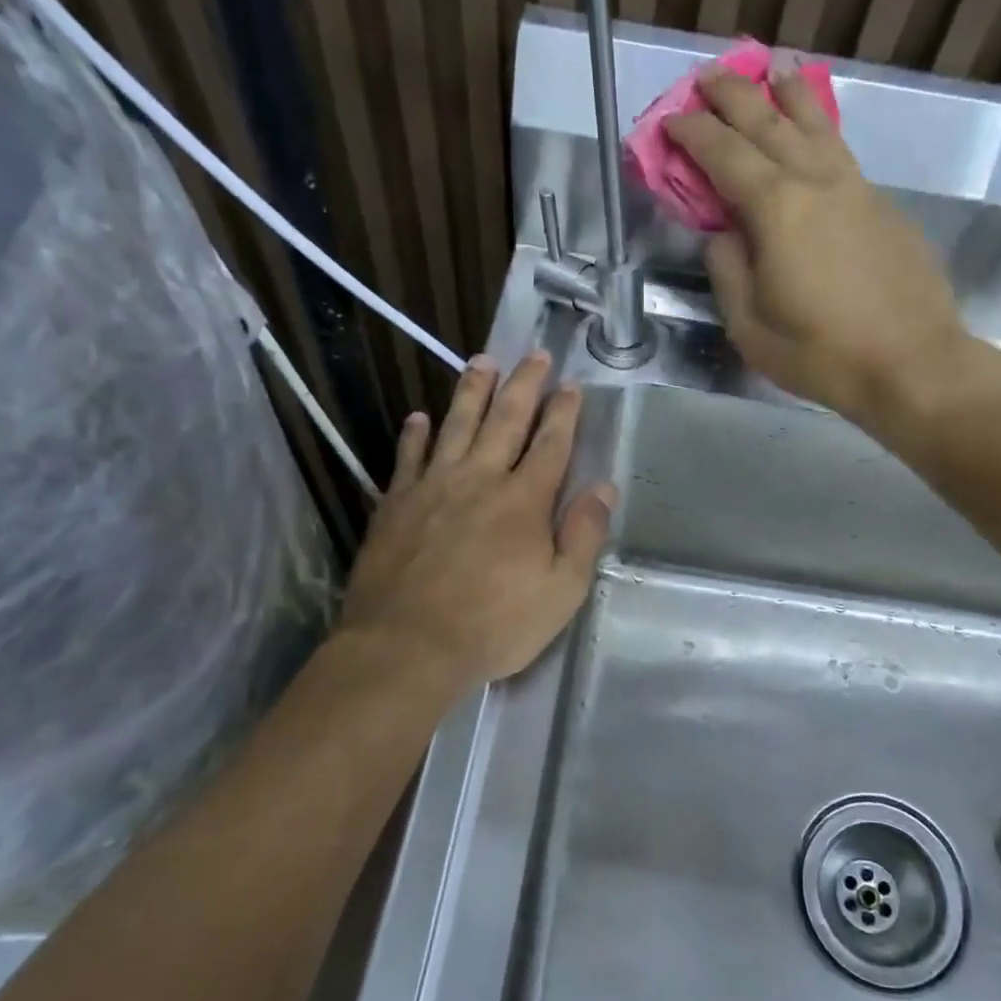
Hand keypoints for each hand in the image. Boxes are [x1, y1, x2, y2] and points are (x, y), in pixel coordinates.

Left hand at [341, 352, 614, 686]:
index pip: (550, 444)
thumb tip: (604, 488)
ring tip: (482, 361)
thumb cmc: (494, 625)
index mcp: (525, 500)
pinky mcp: (396, 504)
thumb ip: (584, 536)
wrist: (407, 645)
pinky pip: (408, 458)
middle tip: (534, 354)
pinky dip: (415, 434)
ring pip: (456, 425)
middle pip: (505, 420)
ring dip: (472, 391)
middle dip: (524, 385)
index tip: (571, 384)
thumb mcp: (561, 592)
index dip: (563, 412)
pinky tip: (419, 417)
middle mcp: (480, 479)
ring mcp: (433, 487)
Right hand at [665, 60, 1000, 434]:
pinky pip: (841, 151)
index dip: (693, 133)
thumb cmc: (820, 353)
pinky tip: (815, 133)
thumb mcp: (750, 326)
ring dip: (788, 95)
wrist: (911, 362)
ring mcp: (856, 188)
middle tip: (709, 77)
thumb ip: (728, 271)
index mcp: (776, 209)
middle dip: (734, 95)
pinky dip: (820, 129)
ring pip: (816, 125)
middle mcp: (816, 182)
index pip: (724, 154)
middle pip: (769, 122)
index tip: (671, 119)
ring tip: (773, 71)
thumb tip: (723, 234)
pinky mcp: (883, 205)